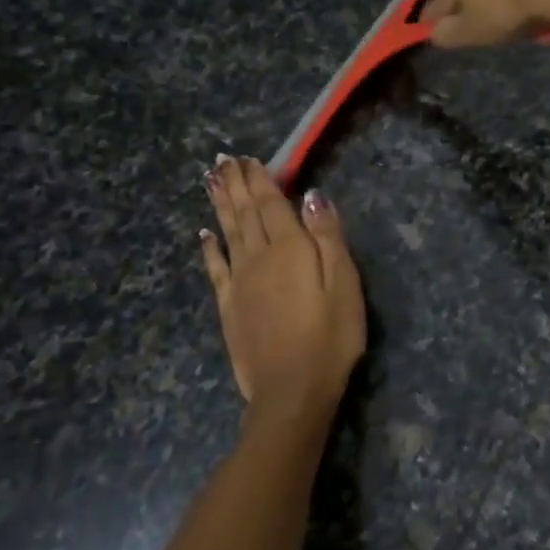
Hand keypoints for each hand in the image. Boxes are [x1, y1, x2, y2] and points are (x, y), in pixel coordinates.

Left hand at [200, 157, 365, 435]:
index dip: (259, 179)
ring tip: (211, 180)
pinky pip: (215, 268)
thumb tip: (312, 195)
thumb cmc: (330, 337)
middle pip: (244, 213)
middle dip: (234, 184)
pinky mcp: (229, 306)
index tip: (247, 157)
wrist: (292, 391)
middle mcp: (258, 257)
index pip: (271, 203)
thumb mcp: (344, 284)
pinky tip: (204, 235)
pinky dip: (209, 248)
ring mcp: (239, 281)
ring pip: (227, 233)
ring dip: (219, 205)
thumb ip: (328, 237)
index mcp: (289, 248)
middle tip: (223, 160)